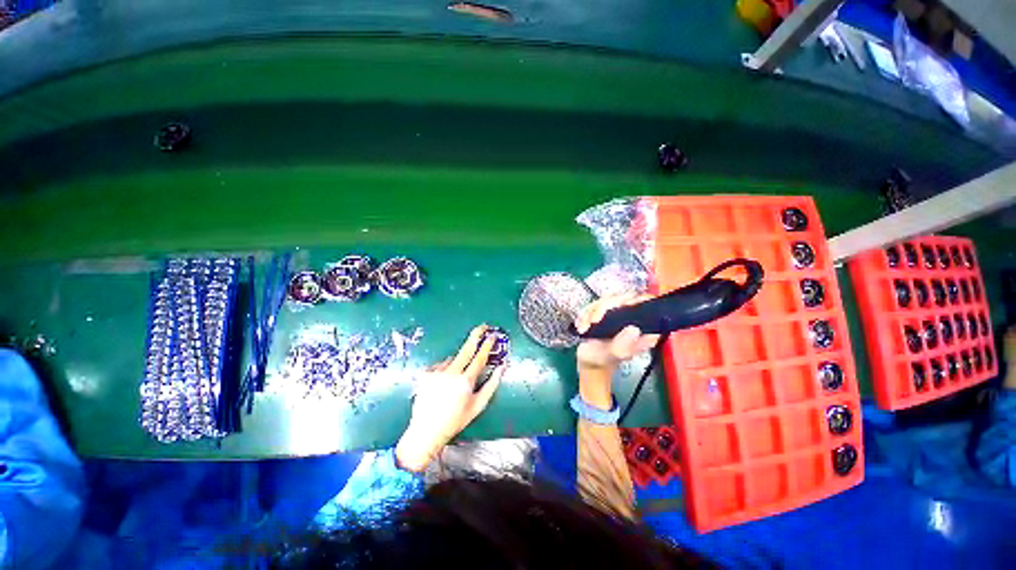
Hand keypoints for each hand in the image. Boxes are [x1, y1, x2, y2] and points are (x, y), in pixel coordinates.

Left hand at [395, 325, 504, 471]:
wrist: (426, 431)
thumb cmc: (456, 420)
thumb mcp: (478, 405)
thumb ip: (492, 384)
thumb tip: (502, 367)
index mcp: (465, 381)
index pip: (479, 358)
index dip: (487, 345)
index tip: (492, 336)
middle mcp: (451, 373)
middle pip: (466, 349)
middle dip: (476, 335)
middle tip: (483, 326)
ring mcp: (436, 372)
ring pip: (453, 359)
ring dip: (458, 363)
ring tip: (454, 382)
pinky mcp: (425, 374)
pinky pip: (440, 365)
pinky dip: (445, 369)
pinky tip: (443, 383)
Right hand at [574, 295, 659, 409]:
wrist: (589, 361)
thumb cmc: (604, 359)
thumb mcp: (615, 354)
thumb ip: (624, 344)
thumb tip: (634, 328)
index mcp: (644, 327)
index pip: (648, 303)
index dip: (636, 300)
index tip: (620, 306)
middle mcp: (633, 317)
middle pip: (624, 297)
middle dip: (604, 307)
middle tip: (593, 321)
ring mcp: (618, 313)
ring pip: (607, 299)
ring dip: (592, 312)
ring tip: (585, 328)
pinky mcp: (604, 312)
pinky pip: (595, 304)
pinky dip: (585, 313)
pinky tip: (582, 326)